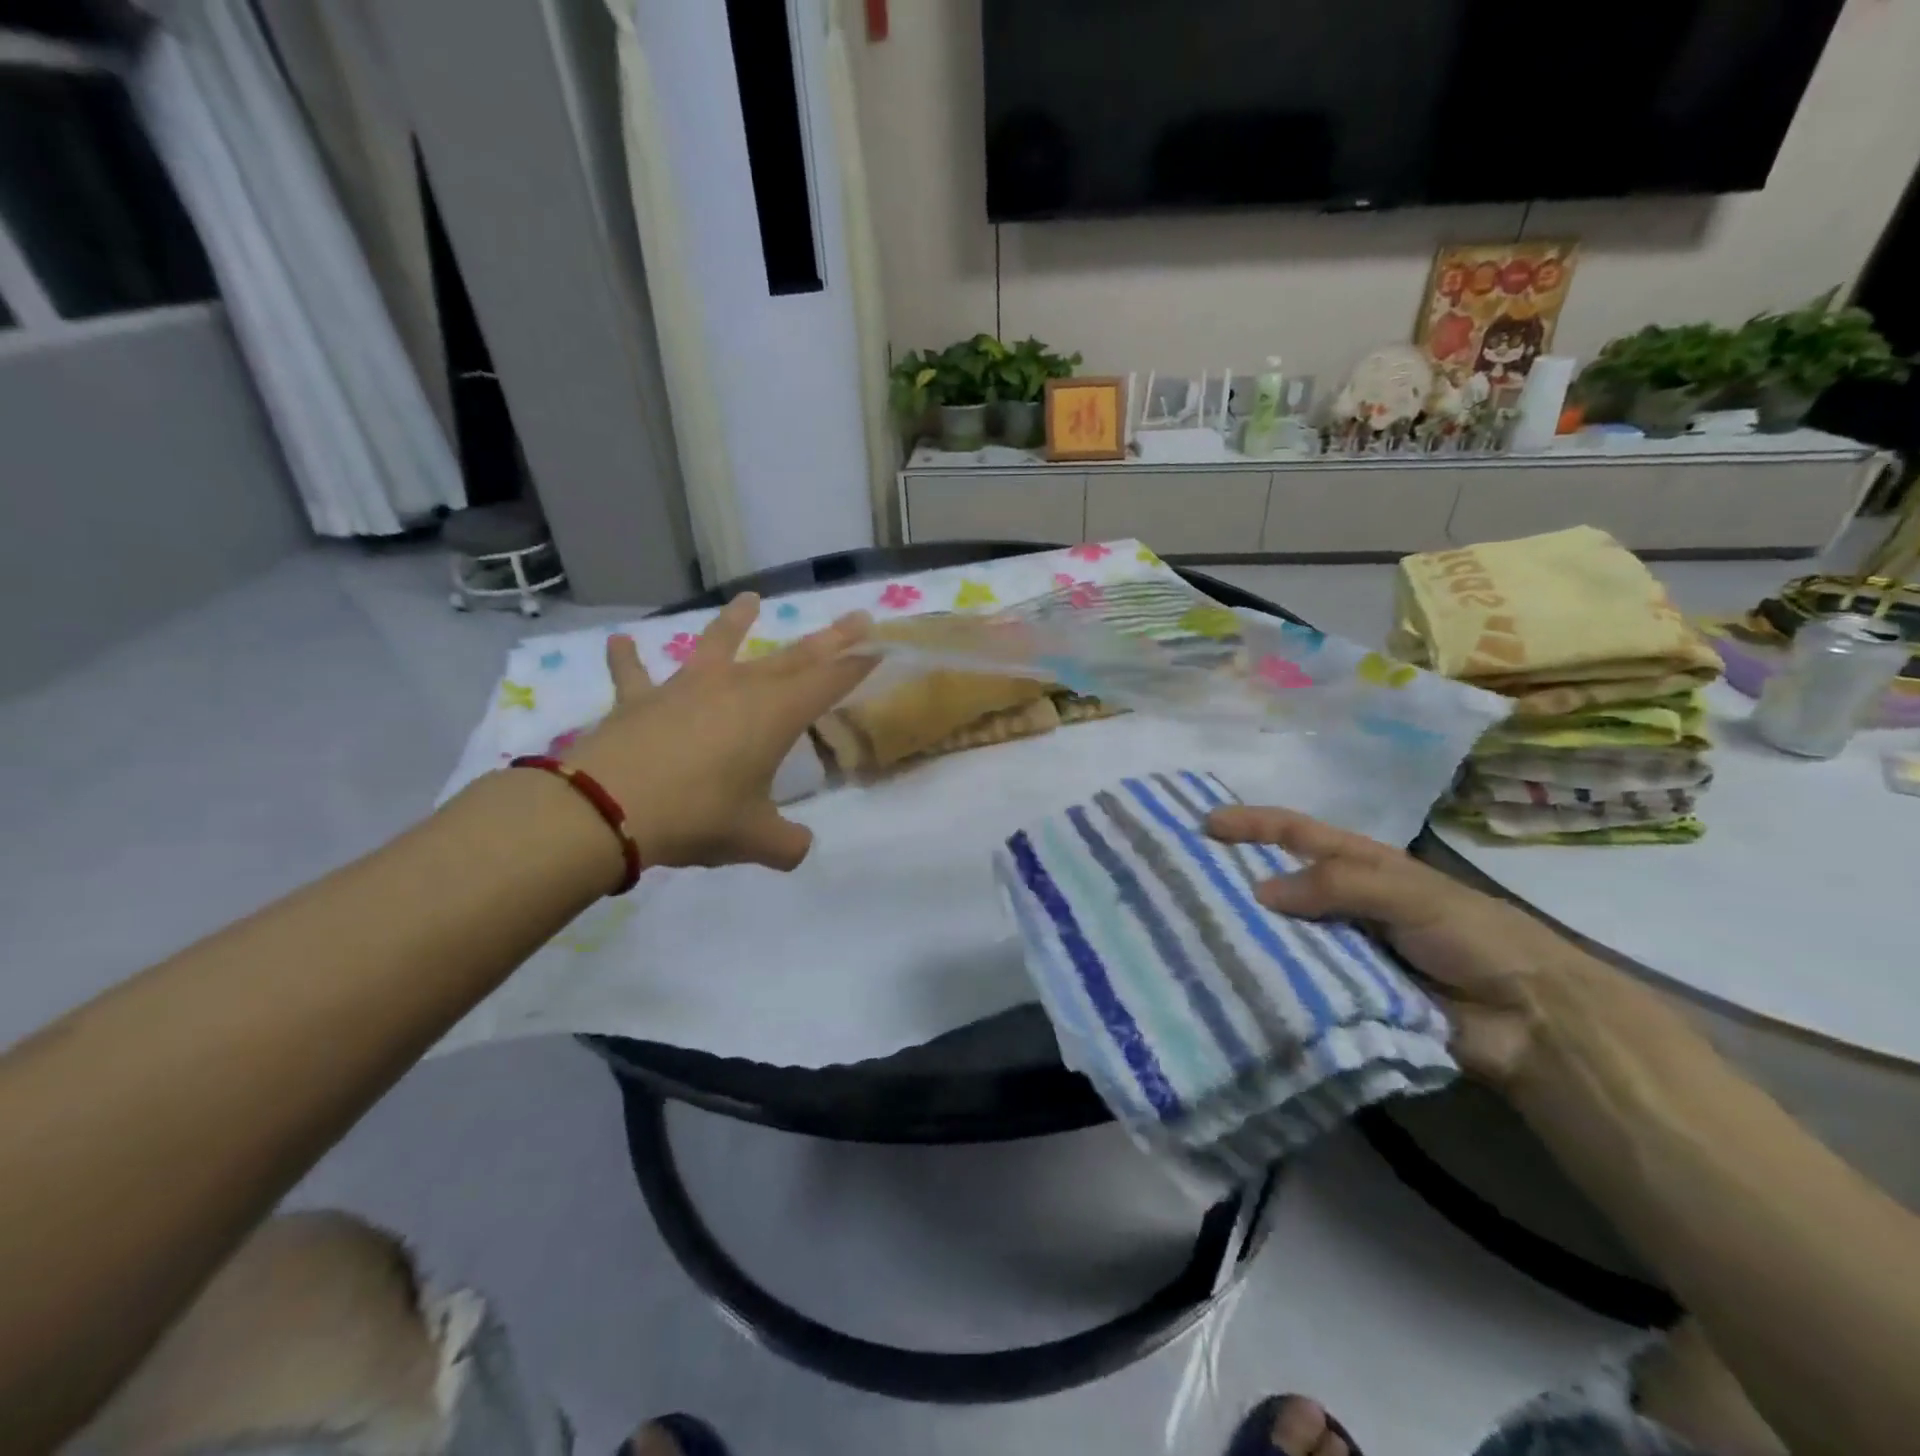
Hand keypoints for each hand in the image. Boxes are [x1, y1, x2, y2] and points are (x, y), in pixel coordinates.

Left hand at [560, 595, 873, 872]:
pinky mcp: (639, 700)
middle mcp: (737, 688)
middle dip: (830, 639)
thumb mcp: (755, 839)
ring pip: (718, 644)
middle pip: (793, 656)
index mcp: (774, 715)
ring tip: (750, 598)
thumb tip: (799, 848)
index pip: (829, 682)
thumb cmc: (698, 816)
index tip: (880, 649)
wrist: (608, 807)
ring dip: (736, 620)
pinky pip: (634, 673)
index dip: (857, 667)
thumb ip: (787, 844)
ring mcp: (686, 688)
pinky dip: (628, 658)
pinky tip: (620, 641)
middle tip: (857, 617)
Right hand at [1206, 806, 1601, 1085]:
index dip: (1249, 824)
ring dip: (1244, 931)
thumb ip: (1337, 885)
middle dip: (1232, 878)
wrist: (1528, 1019)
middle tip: (1180, 883)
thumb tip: (1258, 892)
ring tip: (1191, 934)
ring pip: (1279, 933)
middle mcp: (1339, 901)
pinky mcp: (1340, 994)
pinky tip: (1230, 981)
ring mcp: (1338, 948)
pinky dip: (1266, 978)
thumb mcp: (1407, 892)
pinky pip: (1294, 980)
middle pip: (1276, 881)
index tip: (1202, 825)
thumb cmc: (1471, 935)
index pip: (1292, 833)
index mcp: (1357, 864)